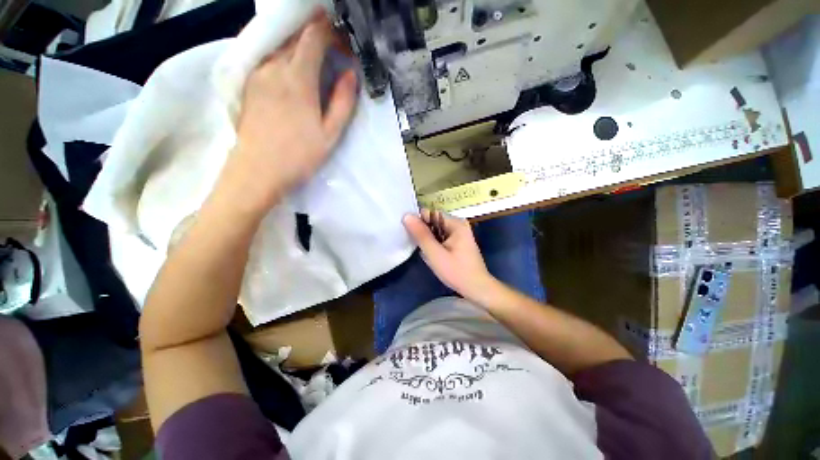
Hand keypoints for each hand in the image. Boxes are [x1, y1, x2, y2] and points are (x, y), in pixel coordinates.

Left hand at [216, 12, 358, 214]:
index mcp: (298, 78)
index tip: (344, 40)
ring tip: (316, 58)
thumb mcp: (330, 134)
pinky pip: (269, 58)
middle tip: (334, 48)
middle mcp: (274, 67)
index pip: (313, 36)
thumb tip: (350, 73)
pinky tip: (294, 70)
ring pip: (281, 46)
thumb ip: (343, 101)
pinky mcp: (248, 83)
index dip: (330, 31)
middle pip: (295, 36)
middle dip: (316, 34)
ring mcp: (257, 74)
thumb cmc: (299, 156)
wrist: (256, 171)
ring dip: (300, 45)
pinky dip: (285, 55)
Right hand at [403, 209, 497, 301]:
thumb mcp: (435, 254)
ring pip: (435, 231)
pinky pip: (440, 238)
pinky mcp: (458, 241)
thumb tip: (406, 215)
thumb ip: (421, 235)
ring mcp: (459, 233)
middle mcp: (458, 224)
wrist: (477, 289)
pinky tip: (435, 257)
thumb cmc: (457, 272)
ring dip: (429, 242)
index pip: (430, 213)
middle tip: (423, 249)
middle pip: (433, 222)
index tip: (412, 236)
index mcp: (455, 223)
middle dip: (424, 234)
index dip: (418, 222)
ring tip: (429, 255)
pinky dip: (435, 246)